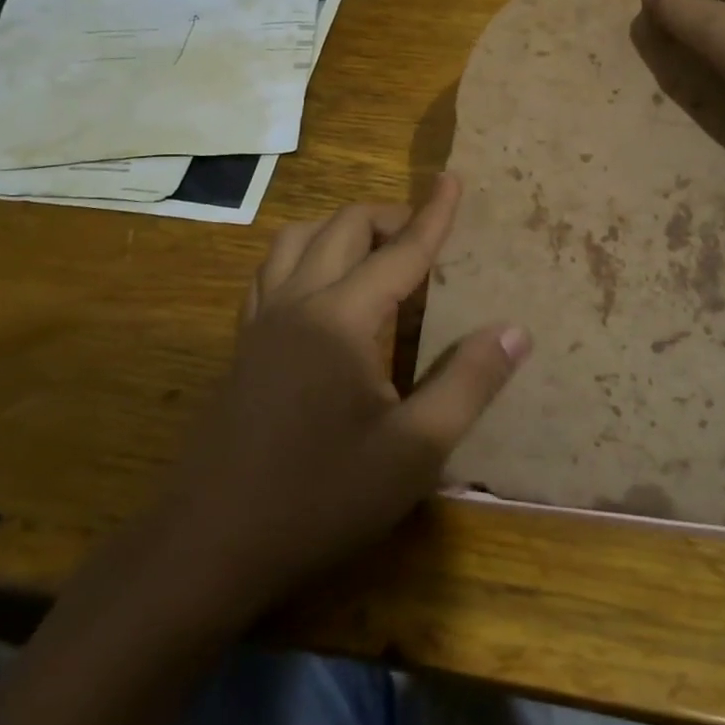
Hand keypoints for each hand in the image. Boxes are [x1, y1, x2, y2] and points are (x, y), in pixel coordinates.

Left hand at [156, 174, 529, 627]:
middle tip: (425, 239)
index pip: (401, 252)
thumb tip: (514, 330)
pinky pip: (271, 272)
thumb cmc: (321, 499)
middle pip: (342, 228)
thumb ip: (467, 384)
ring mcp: (260, 322)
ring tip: (373, 255)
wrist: (210, 546)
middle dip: (387, 218)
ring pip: (295, 240)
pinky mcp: (241, 346)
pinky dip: (303, 256)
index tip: (453, 178)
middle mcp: (297, 302)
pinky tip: (320, 292)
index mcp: (342, 318)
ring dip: (339, 231)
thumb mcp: (413, 452)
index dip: (434, 216)